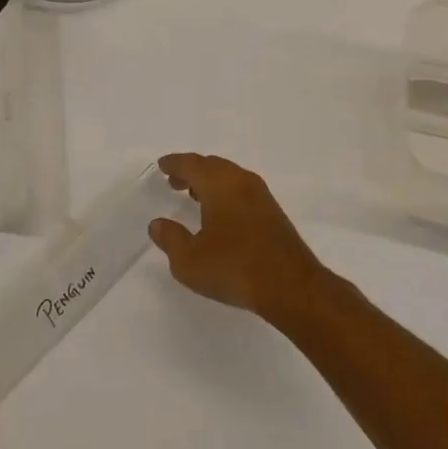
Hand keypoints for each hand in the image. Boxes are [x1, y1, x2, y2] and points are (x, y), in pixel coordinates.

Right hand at [149, 153, 326, 322]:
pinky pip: (242, 190)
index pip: (192, 164)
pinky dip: (225, 193)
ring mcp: (261, 195)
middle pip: (212, 166)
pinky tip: (220, 214)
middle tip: (175, 181)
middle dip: (192, 171)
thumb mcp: (189, 260)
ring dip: (210, 182)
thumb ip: (170, 239)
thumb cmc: (233, 267)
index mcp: (219, 183)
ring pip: (229, 177)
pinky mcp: (273, 212)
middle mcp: (241, 181)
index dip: (175, 163)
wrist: (289, 285)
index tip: (162, 166)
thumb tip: (157, 224)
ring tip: (194, 196)